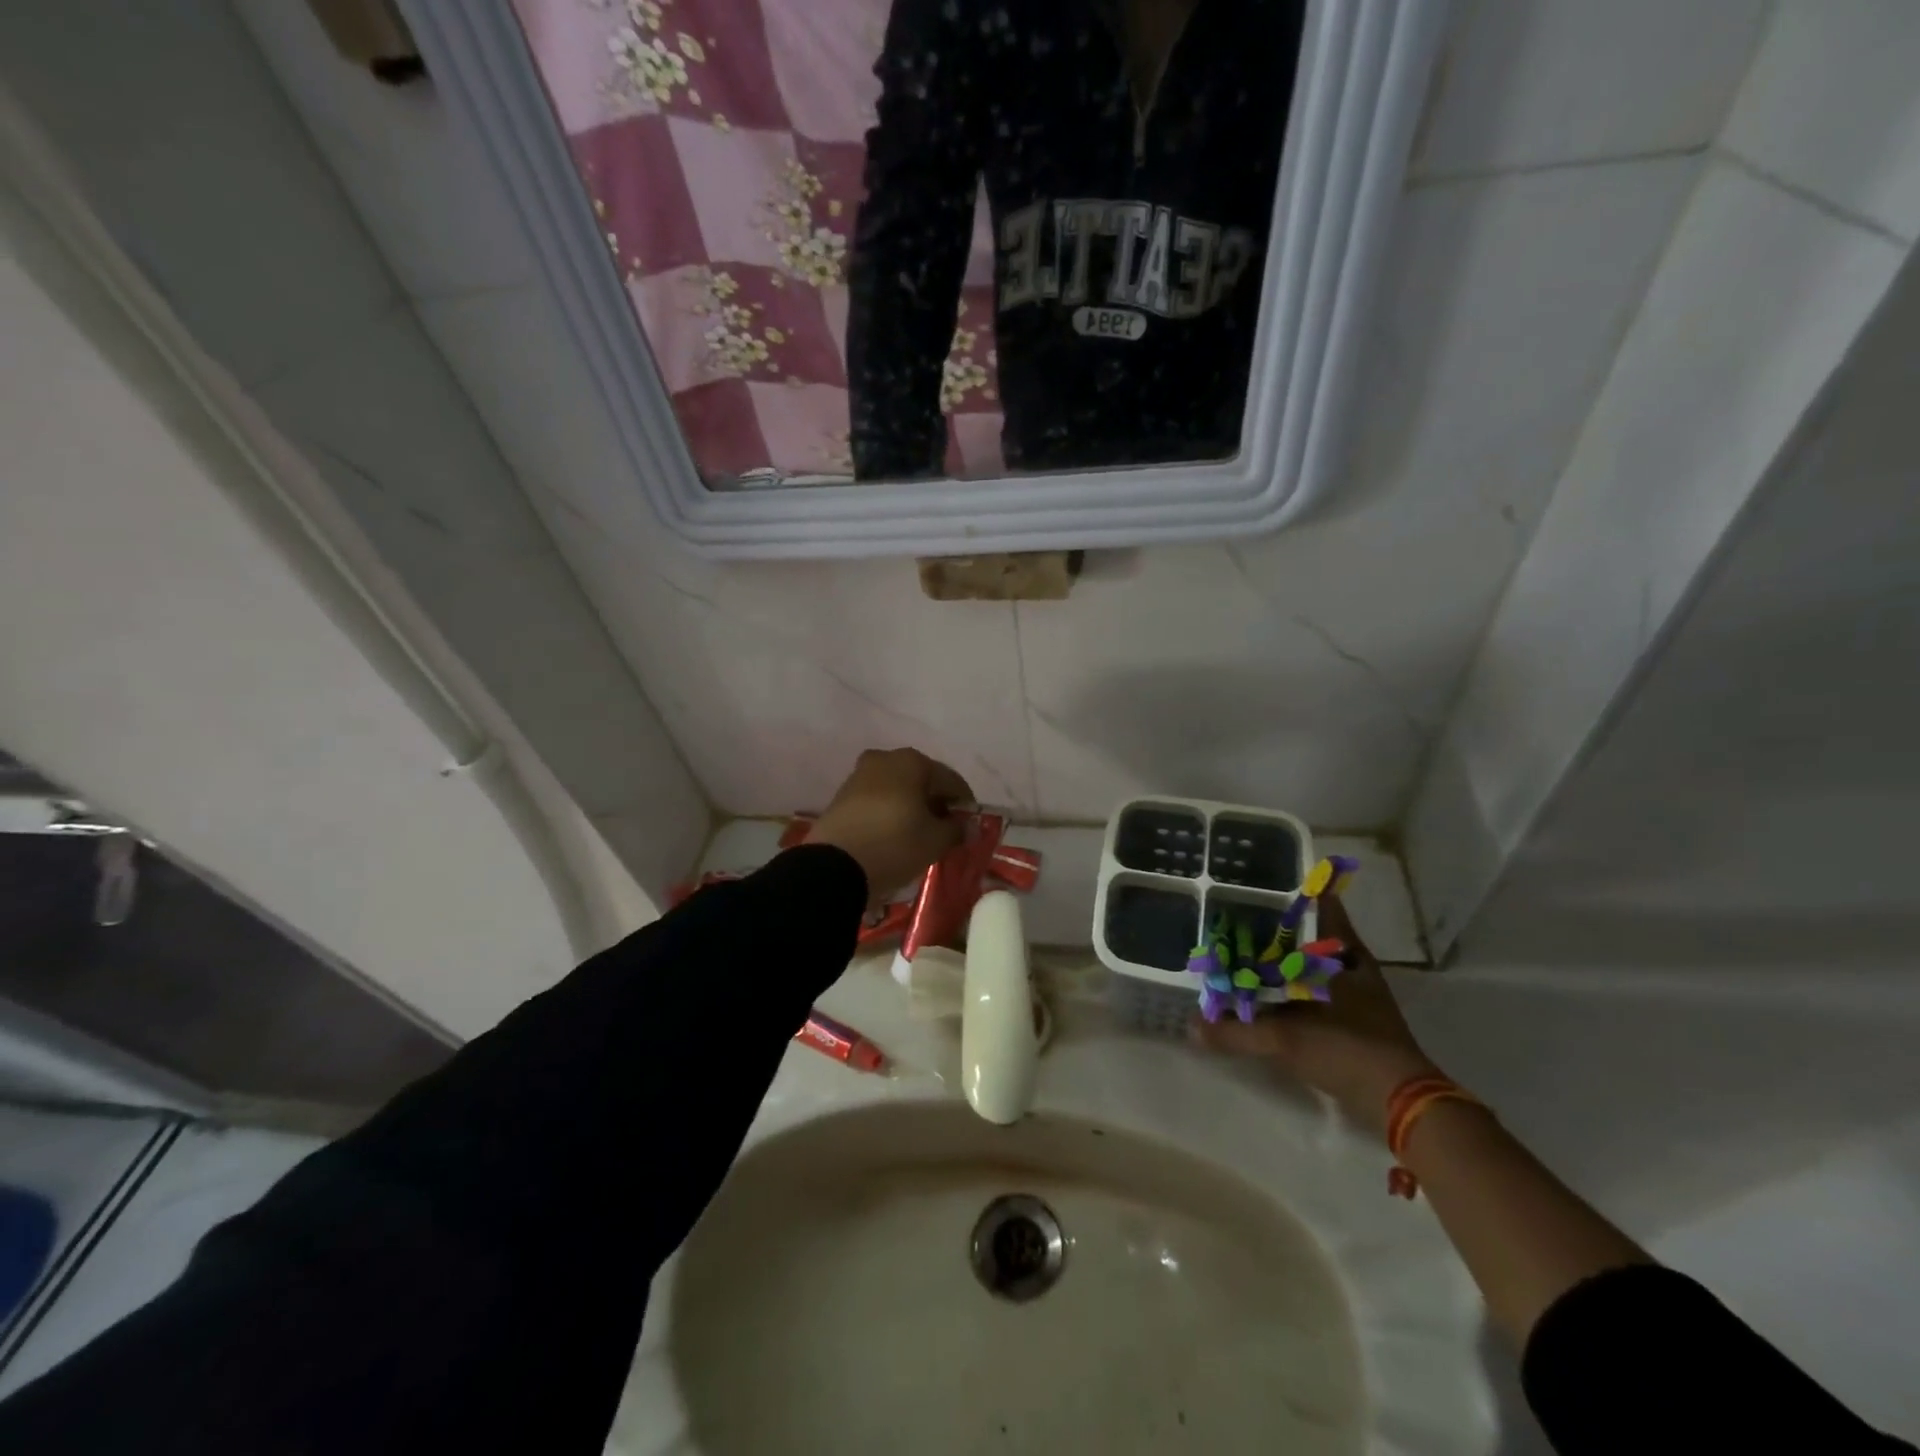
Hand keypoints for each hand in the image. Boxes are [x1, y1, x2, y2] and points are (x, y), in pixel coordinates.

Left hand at [804, 748, 973, 905]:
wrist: (834, 865)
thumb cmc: (895, 843)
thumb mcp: (935, 841)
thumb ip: (956, 830)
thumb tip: (967, 827)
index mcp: (913, 761)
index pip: (951, 780)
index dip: (964, 804)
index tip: (970, 827)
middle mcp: (886, 759)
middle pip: (922, 780)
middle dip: (935, 803)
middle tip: (944, 831)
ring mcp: (860, 775)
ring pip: (897, 789)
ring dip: (911, 807)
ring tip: (918, 835)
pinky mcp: (842, 796)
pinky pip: (877, 800)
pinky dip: (890, 813)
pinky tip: (893, 835)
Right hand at [1192, 893, 1440, 1137]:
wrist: (1400, 1103)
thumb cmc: (1347, 1048)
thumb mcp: (1285, 1038)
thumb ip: (1236, 1031)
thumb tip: (1191, 1026)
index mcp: (1344, 953)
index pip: (1320, 905)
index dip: (1295, 890)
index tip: (1262, 882)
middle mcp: (1351, 965)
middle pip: (1312, 934)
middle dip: (1278, 927)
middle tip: (1238, 916)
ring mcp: (1356, 992)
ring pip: (1313, 962)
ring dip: (1284, 959)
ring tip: (1243, 950)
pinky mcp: (1353, 1019)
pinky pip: (1313, 989)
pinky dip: (1290, 987)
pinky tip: (1264, 992)